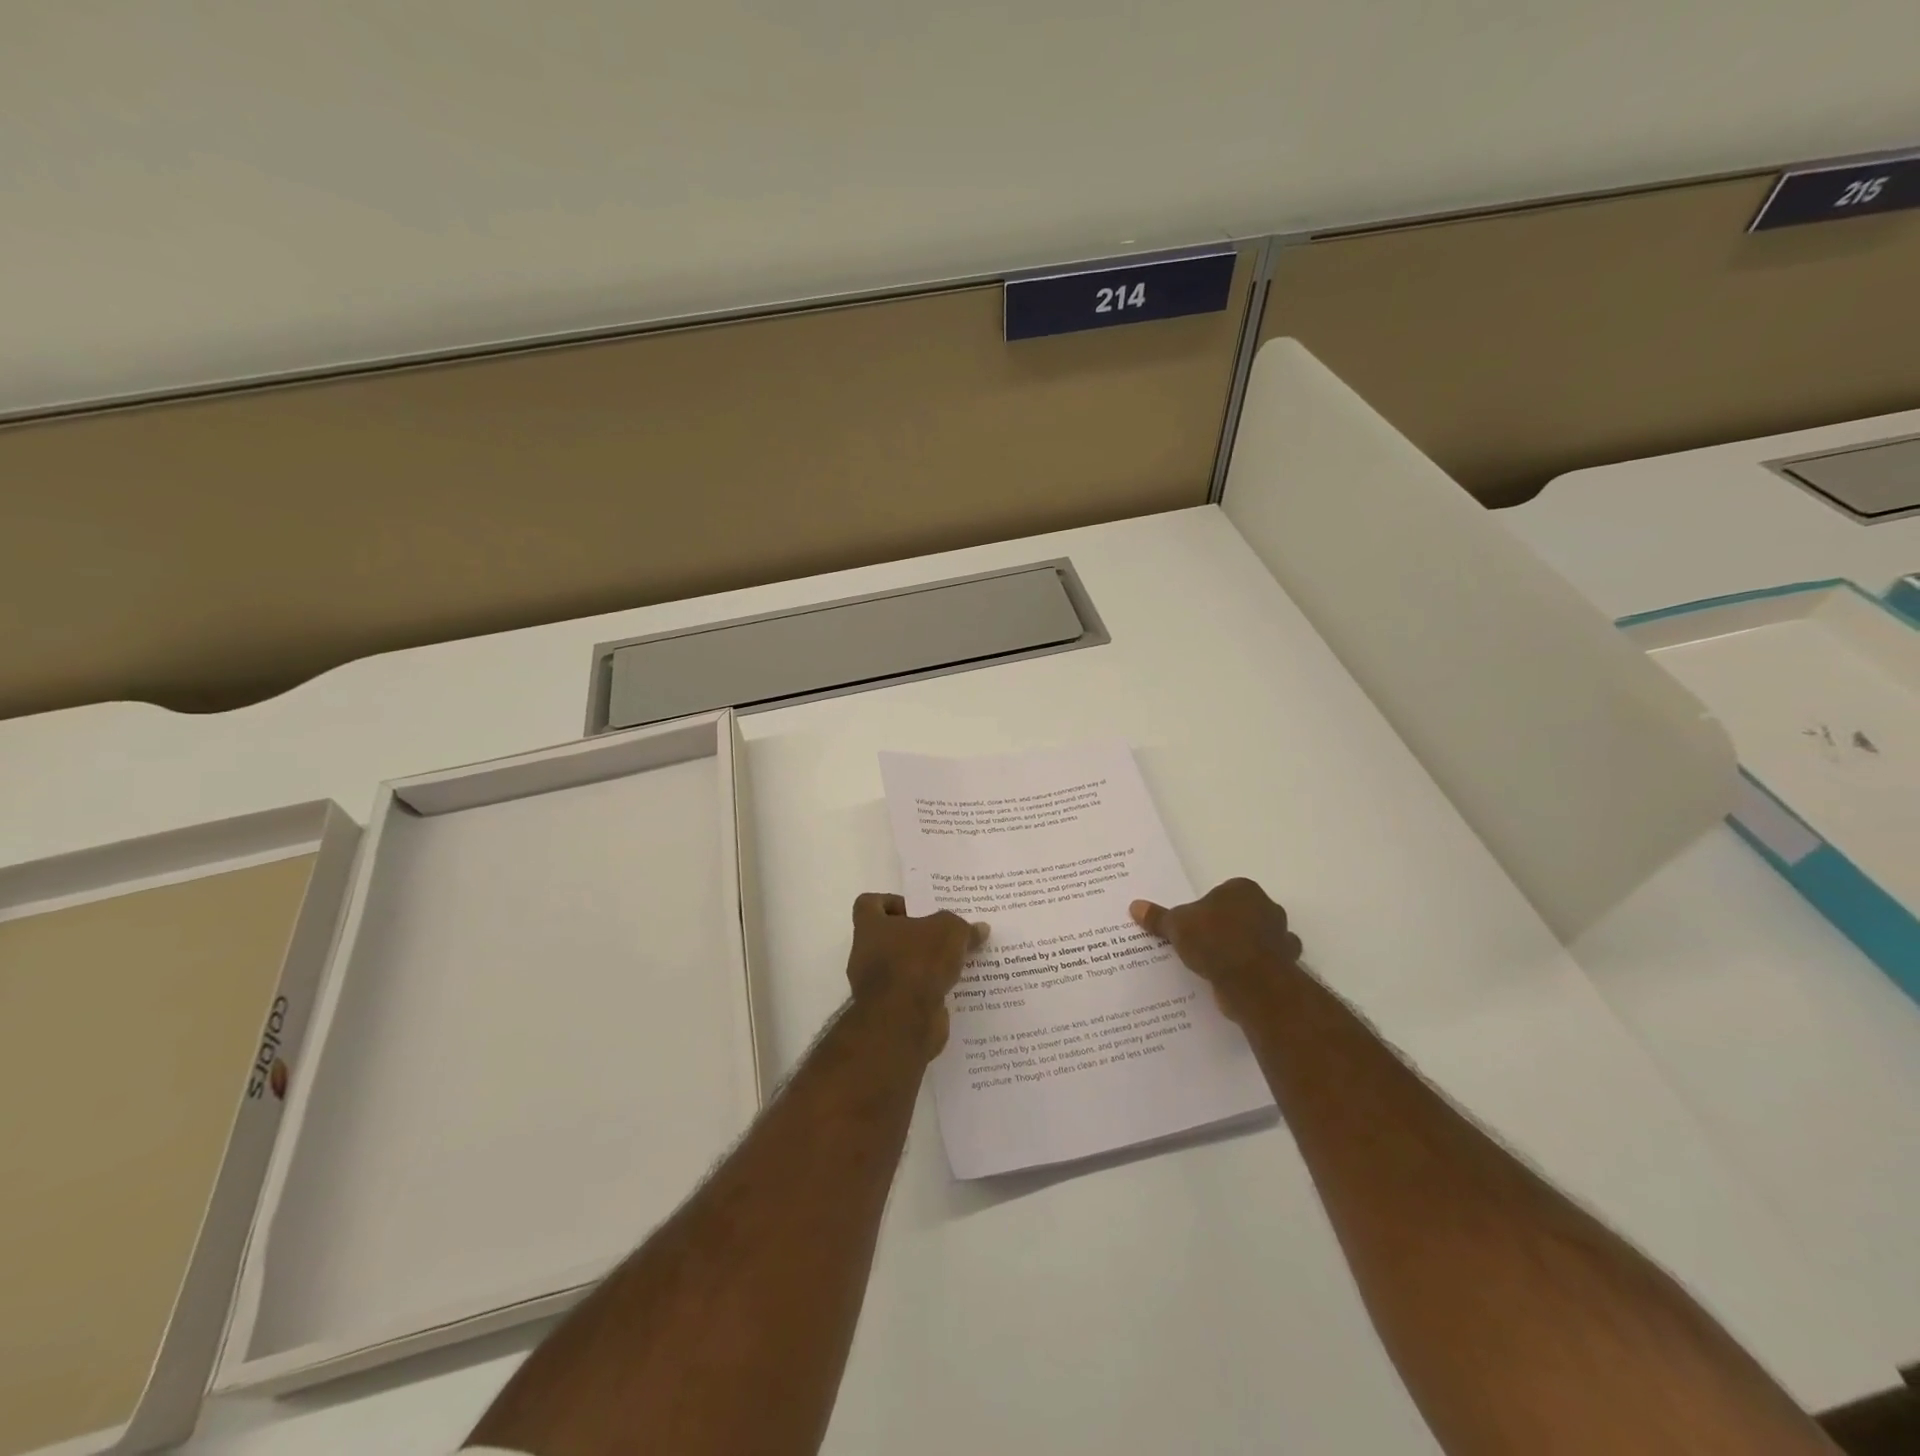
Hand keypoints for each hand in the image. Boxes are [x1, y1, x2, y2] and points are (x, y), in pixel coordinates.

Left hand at [845, 893, 987, 1058]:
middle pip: (889, 937)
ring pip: (902, 967)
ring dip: (926, 966)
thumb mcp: (949, 932)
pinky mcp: (891, 1011)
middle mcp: (866, 954)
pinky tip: (955, 988)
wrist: (904, 1021)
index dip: (891, 902)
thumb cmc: (918, 962)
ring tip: (957, 962)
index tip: (917, 909)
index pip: (869, 904)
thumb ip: (963, 927)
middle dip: (917, 936)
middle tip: (946, 936)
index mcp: (870, 927)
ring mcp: (876, 986)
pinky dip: (929, 991)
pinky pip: (912, 994)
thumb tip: (980, 928)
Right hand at [1130, 878, 1302, 1023]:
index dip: (1206, 909)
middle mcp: (1268, 908)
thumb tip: (1135, 906)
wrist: (1252, 981)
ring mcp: (1280, 938)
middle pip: (1241, 915)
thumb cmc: (1215, 940)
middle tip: (1200, 944)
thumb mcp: (1176, 925)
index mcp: (1243, 889)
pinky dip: (1250, 971)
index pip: (1222, 893)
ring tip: (1214, 965)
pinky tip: (1231, 981)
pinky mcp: (1284, 966)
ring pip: (1255, 940)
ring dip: (1241, 950)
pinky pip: (1262, 965)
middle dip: (1226, 927)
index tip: (1192, 925)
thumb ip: (1158, 917)